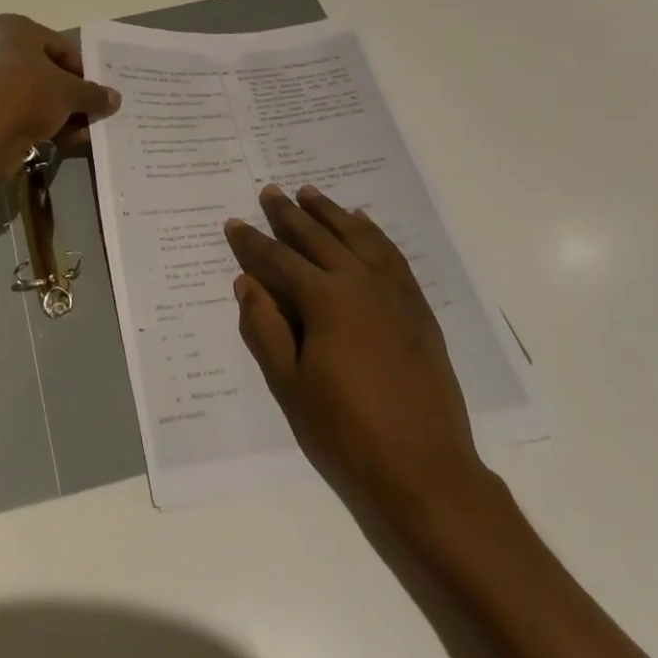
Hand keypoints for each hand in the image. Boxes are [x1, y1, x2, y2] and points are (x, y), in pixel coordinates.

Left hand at [0, 14, 121, 174]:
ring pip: (34, 97)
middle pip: (48, 72)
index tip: (99, 96)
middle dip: (72, 97)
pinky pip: (17, 115)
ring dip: (59, 116)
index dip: (85, 73)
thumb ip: (93, 94)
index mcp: (15, 29)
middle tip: (92, 118)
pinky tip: (56, 144)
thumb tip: (114, 98)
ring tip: (79, 136)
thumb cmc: (23, 97)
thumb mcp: (68, 93)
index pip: (63, 47)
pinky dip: (38, 126)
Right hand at [226, 184, 488, 520]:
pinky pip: (391, 255)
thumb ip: (264, 326)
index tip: (234, 223)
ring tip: (310, 193)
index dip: (252, 242)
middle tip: (270, 191)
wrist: (423, 466)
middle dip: (289, 214)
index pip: (279, 260)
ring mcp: (394, 292)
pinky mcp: (417, 307)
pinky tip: (362, 223)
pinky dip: (373, 233)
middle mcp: (360, 283)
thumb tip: (247, 282)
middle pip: (318, 238)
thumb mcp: (289, 382)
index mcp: (325, 300)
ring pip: (357, 237)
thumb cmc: (345, 428)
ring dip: (330, 213)